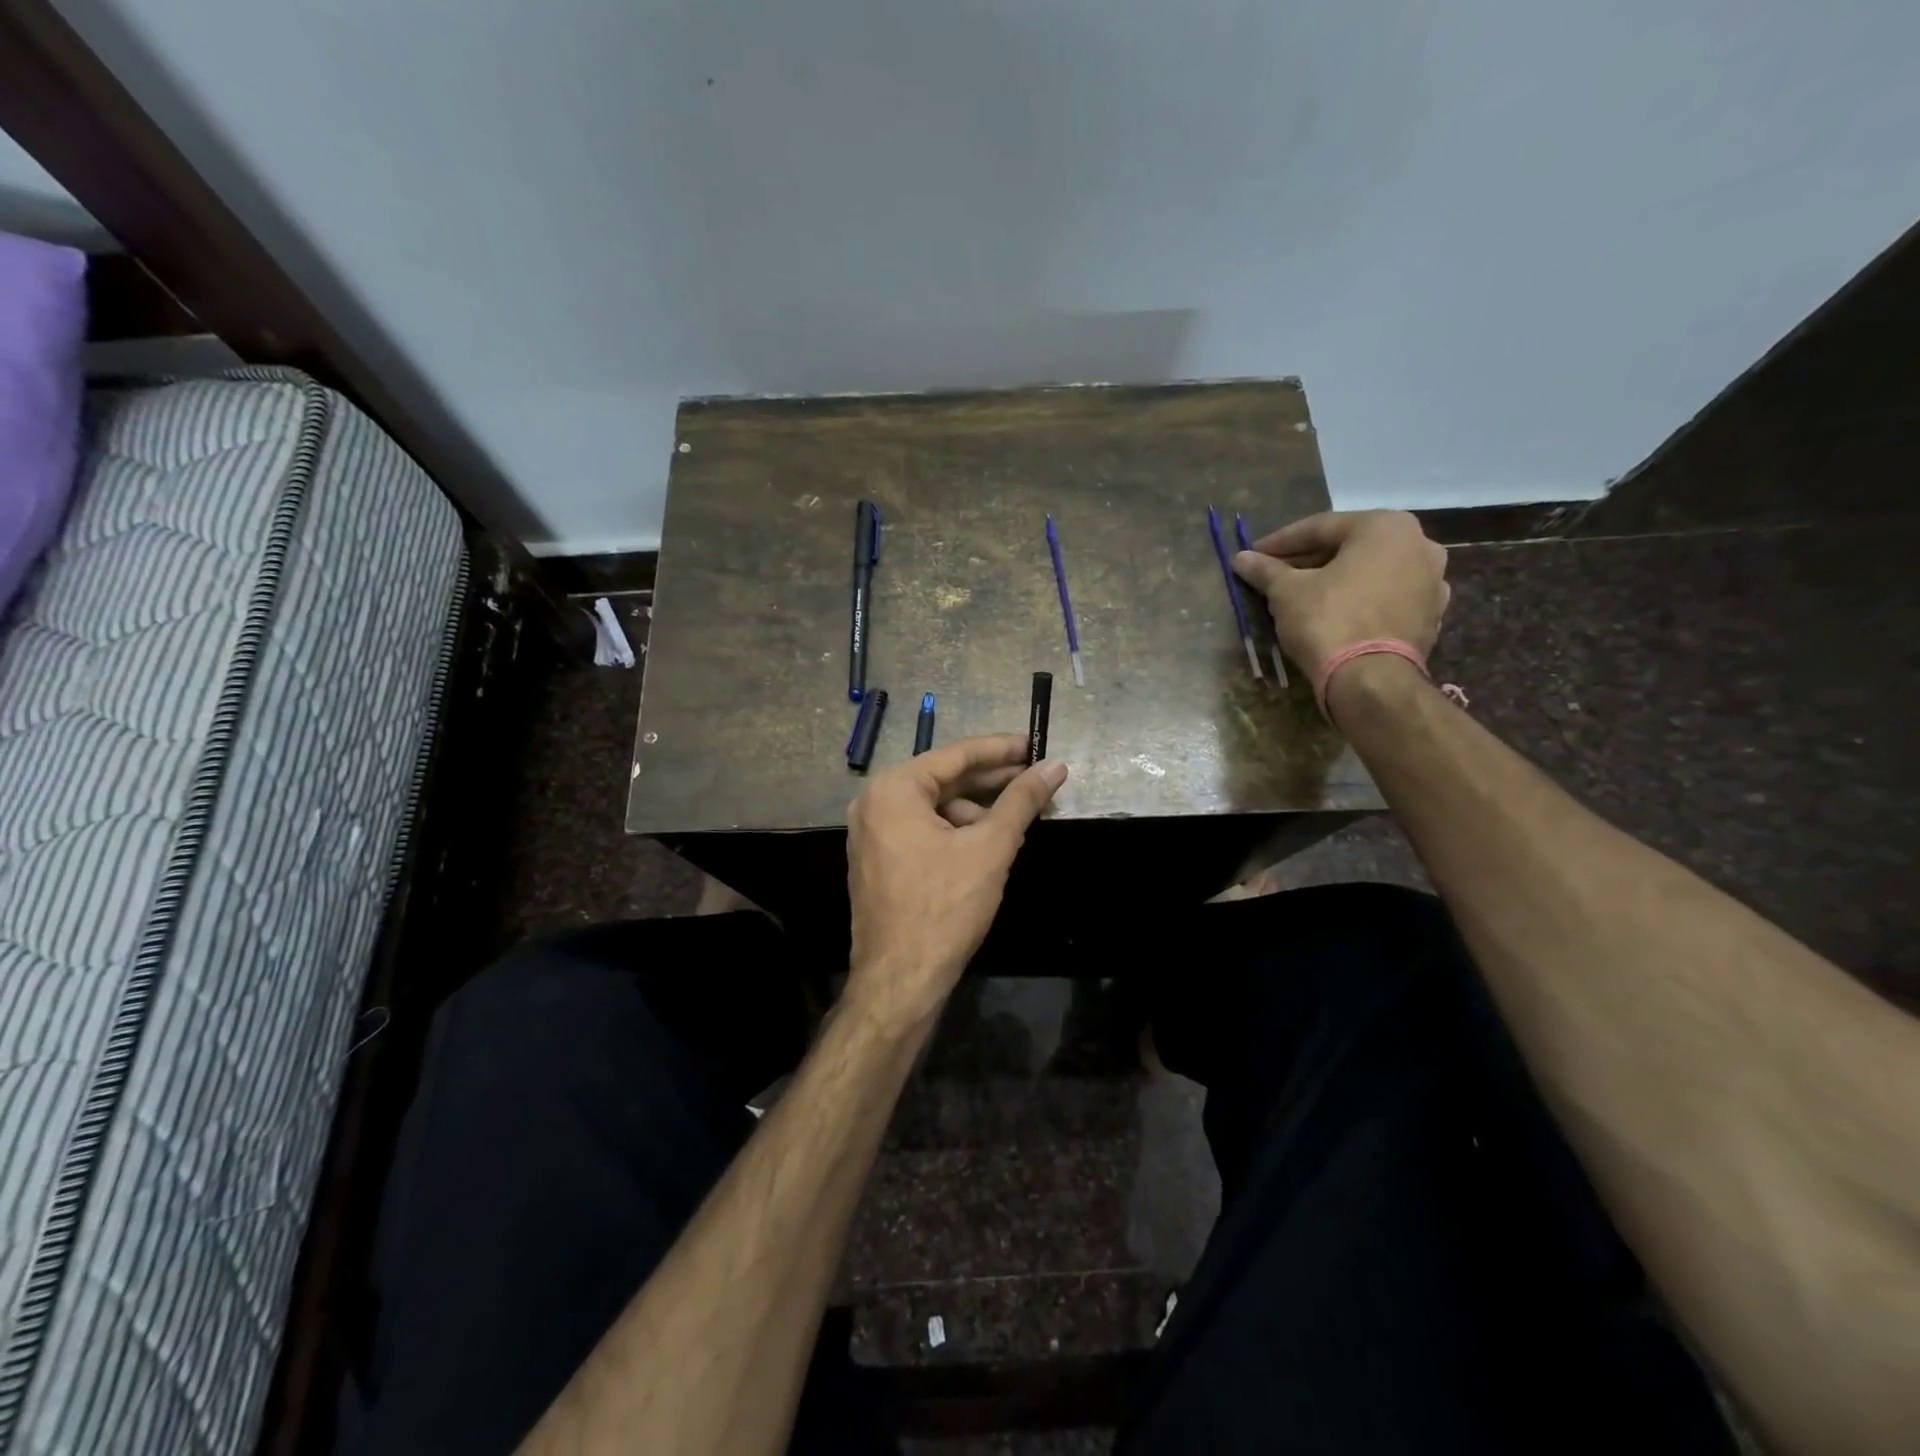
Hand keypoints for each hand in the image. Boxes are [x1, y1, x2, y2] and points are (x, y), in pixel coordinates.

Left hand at [846, 735, 1066, 1026]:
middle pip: (943, 780)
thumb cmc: (944, 907)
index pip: (956, 755)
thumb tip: (1055, 766)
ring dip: (976, 811)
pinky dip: (956, 832)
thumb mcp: (990, 848)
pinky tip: (988, 846)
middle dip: (992, 782)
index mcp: (894, 789)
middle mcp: (874, 803)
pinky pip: (922, 830)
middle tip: (1037, 779)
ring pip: (934, 808)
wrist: (899, 980)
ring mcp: (871, 833)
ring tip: (1017, 823)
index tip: (1036, 744)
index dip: (1001, 749)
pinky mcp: (878, 860)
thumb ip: (1022, 801)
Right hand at [1231, 510, 1449, 683]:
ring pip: (1370, 572)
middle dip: (1309, 560)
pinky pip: (1385, 597)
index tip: (1253, 555)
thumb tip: (1241, 558)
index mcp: (1385, 526)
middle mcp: (1419, 544)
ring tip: (1303, 595)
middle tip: (1275, 574)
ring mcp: (1432, 581)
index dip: (1280, 543)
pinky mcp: (1430, 615)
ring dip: (1336, 579)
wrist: (1371, 678)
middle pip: (1349, 547)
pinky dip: (1359, 600)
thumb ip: (1266, 570)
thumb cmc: (1328, 620)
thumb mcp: (1287, 592)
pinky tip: (1334, 614)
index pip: (1320, 528)